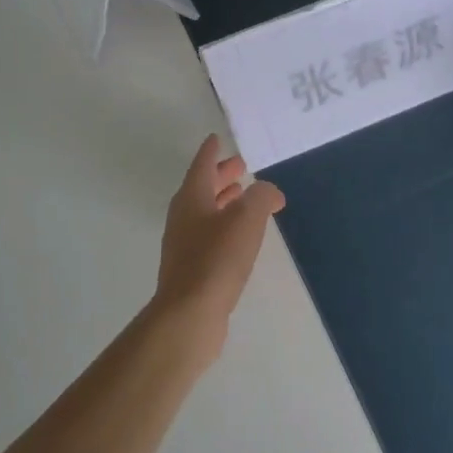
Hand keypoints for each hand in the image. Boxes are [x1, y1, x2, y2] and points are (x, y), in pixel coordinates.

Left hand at [153, 135, 284, 351]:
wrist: (190, 313)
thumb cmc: (217, 259)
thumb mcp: (247, 219)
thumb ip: (261, 197)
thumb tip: (269, 192)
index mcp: (192, 198)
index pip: (202, 165)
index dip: (211, 151)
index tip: (216, 138)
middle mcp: (183, 216)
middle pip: (202, 188)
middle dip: (221, 176)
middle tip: (240, 167)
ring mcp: (184, 244)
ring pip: (205, 212)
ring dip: (223, 201)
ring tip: (243, 197)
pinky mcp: (191, 268)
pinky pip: (209, 234)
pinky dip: (224, 225)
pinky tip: (240, 235)